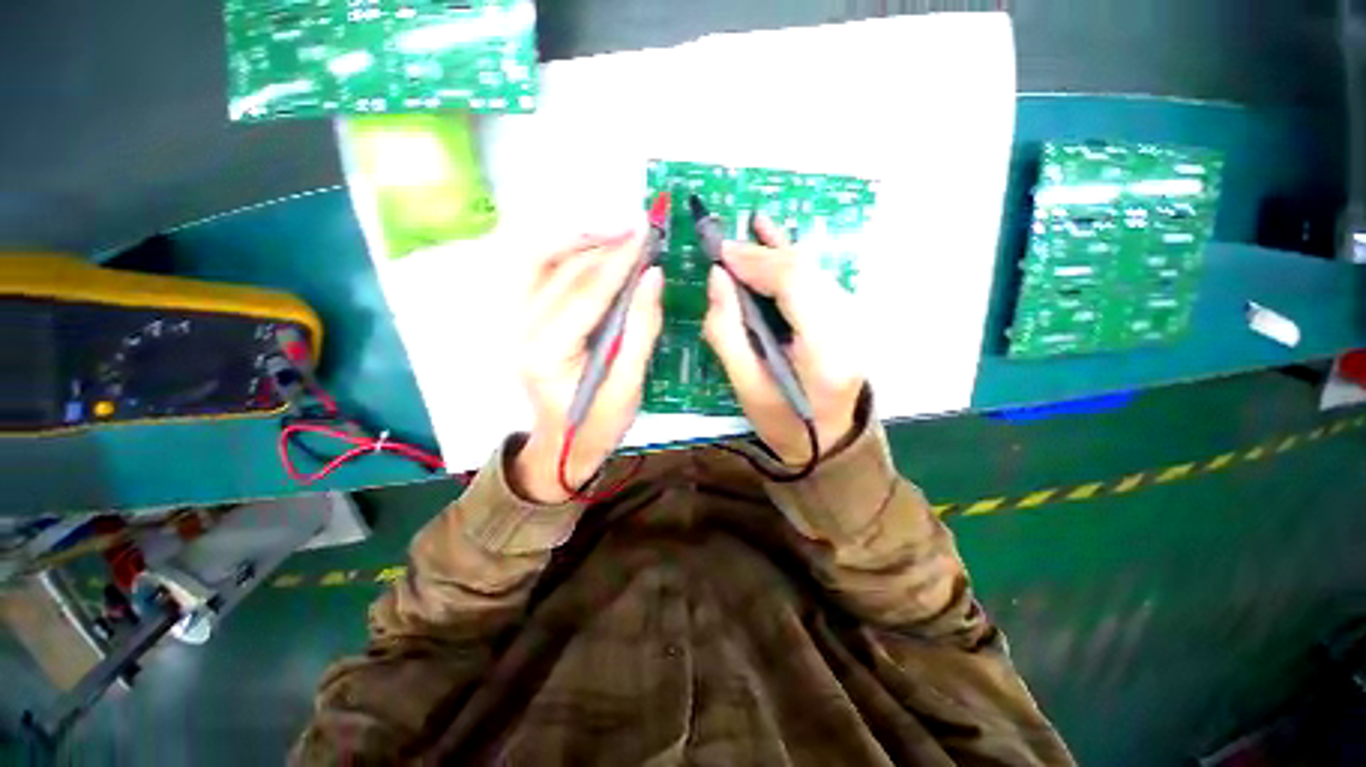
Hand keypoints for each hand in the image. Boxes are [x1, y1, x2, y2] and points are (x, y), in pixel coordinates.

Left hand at [513, 231, 663, 502]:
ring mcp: (514, 322)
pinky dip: (564, 252)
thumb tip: (652, 277)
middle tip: (640, 230)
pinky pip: (537, 271)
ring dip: (580, 241)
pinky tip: (591, 249)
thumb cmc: (599, 424)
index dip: (619, 260)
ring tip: (618, 235)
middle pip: (561, 270)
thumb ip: (641, 329)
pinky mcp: (520, 319)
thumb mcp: (629, 386)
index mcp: (547, 353)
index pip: (585, 292)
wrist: (562, 445)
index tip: (647, 232)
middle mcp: (521, 330)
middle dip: (604, 245)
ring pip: (541, 261)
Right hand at [703, 215, 864, 464]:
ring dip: (778, 251)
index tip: (722, 253)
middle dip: (764, 254)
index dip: (757, 261)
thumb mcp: (745, 386)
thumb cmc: (782, 423)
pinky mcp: (848, 319)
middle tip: (726, 246)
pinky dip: (792, 261)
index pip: (796, 285)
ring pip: (815, 271)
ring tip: (750, 230)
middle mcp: (849, 329)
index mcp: (825, 352)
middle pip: (808, 272)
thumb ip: (726, 331)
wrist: (827, 443)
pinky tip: (777, 240)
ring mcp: (855, 322)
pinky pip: (817, 281)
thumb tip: (717, 278)